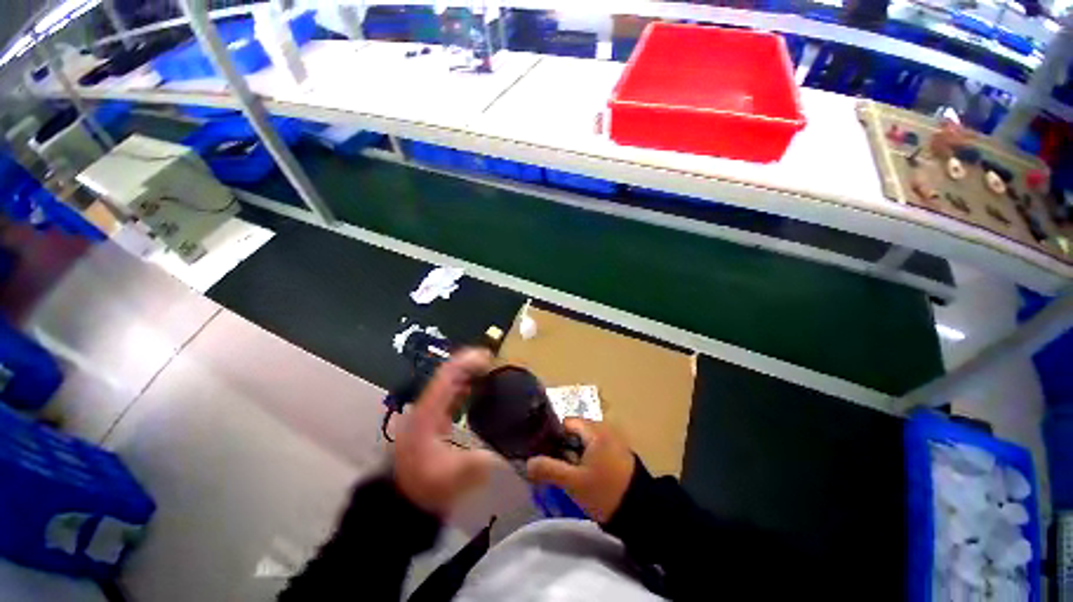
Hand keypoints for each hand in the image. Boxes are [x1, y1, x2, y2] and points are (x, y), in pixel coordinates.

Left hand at [394, 348, 499, 515]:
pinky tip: (477, 391)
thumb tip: (501, 454)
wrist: (400, 498)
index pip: (447, 376)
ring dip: (469, 375)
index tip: (488, 356)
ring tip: (491, 372)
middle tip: (495, 363)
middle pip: (448, 375)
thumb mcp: (451, 478)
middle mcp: (427, 406)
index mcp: (428, 412)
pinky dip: (465, 387)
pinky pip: (451, 395)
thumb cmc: (423, 485)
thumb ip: (477, 464)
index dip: (467, 362)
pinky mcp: (432, 420)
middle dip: (471, 365)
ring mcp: (428, 412)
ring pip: (449, 384)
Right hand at [526, 418, 635, 523]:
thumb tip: (528, 462)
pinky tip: (583, 475)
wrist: (641, 511)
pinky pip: (595, 449)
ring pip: (584, 442)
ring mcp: (613, 441)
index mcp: (595, 430)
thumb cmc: (605, 491)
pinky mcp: (617, 453)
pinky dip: (585, 458)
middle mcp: (604, 429)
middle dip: (563, 447)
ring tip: (566, 473)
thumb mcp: (573, 482)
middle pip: (575, 432)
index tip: (545, 452)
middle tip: (555, 466)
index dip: (553, 435)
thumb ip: (549, 469)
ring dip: (574, 454)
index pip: (566, 422)